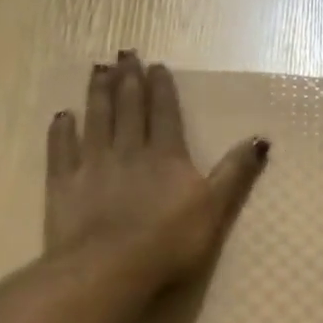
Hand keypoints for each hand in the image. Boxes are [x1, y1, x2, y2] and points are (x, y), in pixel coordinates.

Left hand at [45, 52, 268, 290]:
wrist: (111, 267)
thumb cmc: (170, 242)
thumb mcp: (215, 208)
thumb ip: (235, 173)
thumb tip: (260, 139)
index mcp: (166, 156)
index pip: (164, 114)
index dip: (161, 88)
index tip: (156, 65)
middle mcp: (129, 151)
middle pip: (129, 109)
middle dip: (128, 80)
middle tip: (124, 54)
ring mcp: (93, 165)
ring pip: (96, 120)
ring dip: (98, 94)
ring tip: (98, 70)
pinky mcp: (64, 185)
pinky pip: (61, 150)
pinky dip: (62, 131)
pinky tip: (62, 116)